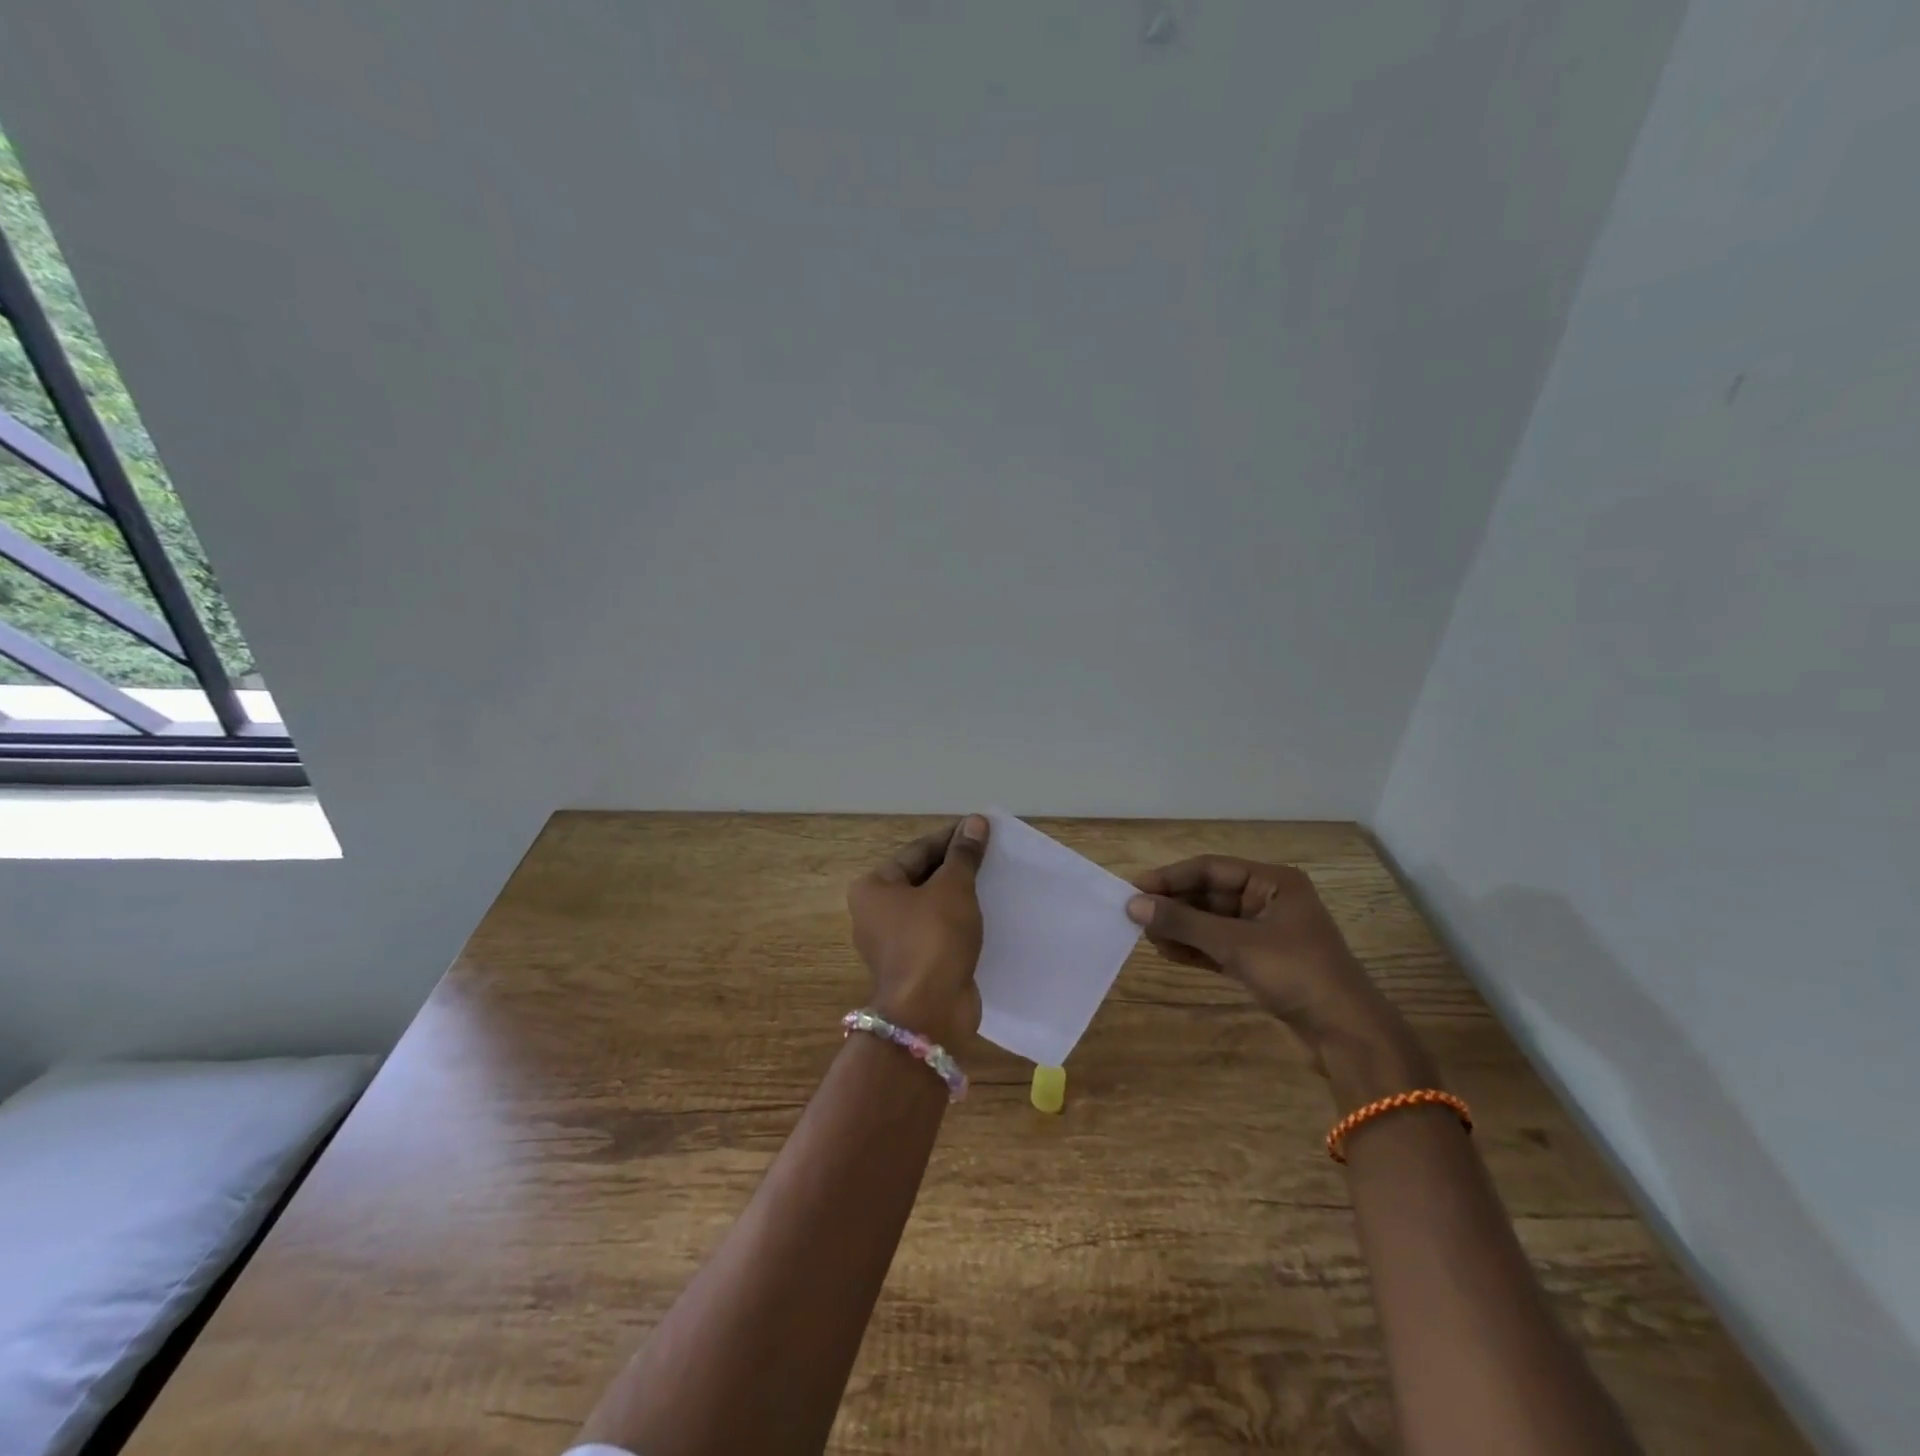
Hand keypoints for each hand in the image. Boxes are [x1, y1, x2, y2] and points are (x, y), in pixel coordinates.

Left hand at [846, 815, 989, 1049]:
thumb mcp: (953, 888)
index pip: (917, 851)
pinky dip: (958, 922)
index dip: (950, 838)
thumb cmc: (934, 939)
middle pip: (921, 878)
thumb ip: (964, 855)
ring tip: (992, 880)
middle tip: (990, 853)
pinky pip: (937, 932)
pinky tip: (985, 914)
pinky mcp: (913, 965)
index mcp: (872, 888)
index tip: (980, 829)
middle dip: (955, 867)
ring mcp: (892, 943)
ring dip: (958, 895)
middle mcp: (875, 913)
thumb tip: (975, 822)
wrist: (930, 1012)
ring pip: (930, 907)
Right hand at [1127, 856, 1397, 1055]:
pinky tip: (1167, 952)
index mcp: (1273, 882)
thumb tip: (1133, 905)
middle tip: (1134, 916)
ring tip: (1146, 937)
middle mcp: (1269, 900)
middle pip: (1209, 894)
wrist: (1347, 1035)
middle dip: (1174, 905)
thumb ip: (1183, 923)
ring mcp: (1265, 933)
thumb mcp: (1236, 944)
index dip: (1171, 877)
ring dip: (1181, 928)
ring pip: (1212, 922)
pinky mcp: (1261, 962)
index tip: (1134, 889)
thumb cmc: (1296, 974)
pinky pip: (1219, 946)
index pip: (1211, 869)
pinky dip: (1195, 948)